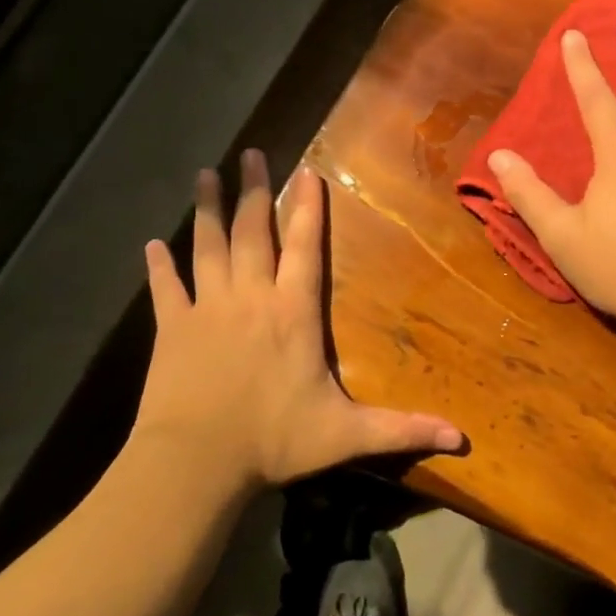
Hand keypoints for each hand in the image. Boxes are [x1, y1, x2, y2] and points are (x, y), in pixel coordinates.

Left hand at [134, 150, 464, 489]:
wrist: (195, 462)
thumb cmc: (273, 442)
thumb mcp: (346, 435)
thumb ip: (402, 430)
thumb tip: (462, 439)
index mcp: (293, 313)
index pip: (304, 248)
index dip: (307, 209)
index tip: (307, 171)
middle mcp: (251, 298)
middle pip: (252, 233)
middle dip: (254, 191)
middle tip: (251, 154)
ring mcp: (207, 309)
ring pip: (208, 247)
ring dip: (208, 210)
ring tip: (205, 174)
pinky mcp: (171, 328)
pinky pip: (165, 288)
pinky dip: (160, 265)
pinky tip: (153, 243)